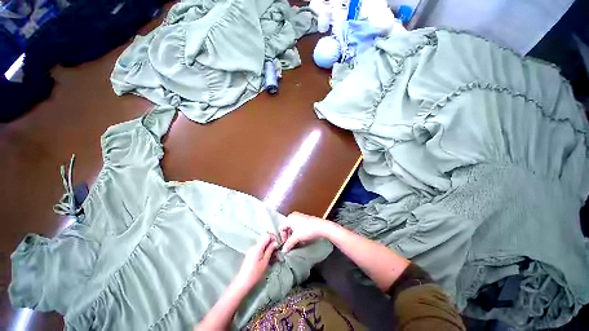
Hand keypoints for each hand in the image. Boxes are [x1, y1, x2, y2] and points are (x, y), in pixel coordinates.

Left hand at [235, 233, 277, 289]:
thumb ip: (270, 250)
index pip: (267, 235)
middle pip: (265, 239)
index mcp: (257, 247)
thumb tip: (275, 242)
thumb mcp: (265, 262)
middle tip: (277, 252)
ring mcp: (252, 250)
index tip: (277, 244)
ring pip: (263, 244)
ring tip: (273, 257)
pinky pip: (260, 249)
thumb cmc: (254, 274)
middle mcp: (254, 247)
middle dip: (272, 244)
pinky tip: (268, 259)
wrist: (243, 283)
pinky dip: (265, 252)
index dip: (273, 238)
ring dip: (269, 249)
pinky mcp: (252, 255)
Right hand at [279, 212, 330, 253]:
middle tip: (291, 244)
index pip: (281, 229)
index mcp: (289, 218)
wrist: (320, 227)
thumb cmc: (307, 229)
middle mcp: (293, 216)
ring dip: (294, 236)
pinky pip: (298, 227)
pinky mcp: (305, 219)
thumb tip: (284, 250)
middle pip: (287, 228)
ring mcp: (299, 217)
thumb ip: (288, 244)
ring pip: (293, 228)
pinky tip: (302, 238)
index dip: (283, 238)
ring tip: (297, 242)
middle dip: (289, 237)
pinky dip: (298, 233)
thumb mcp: (296, 238)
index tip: (286, 245)